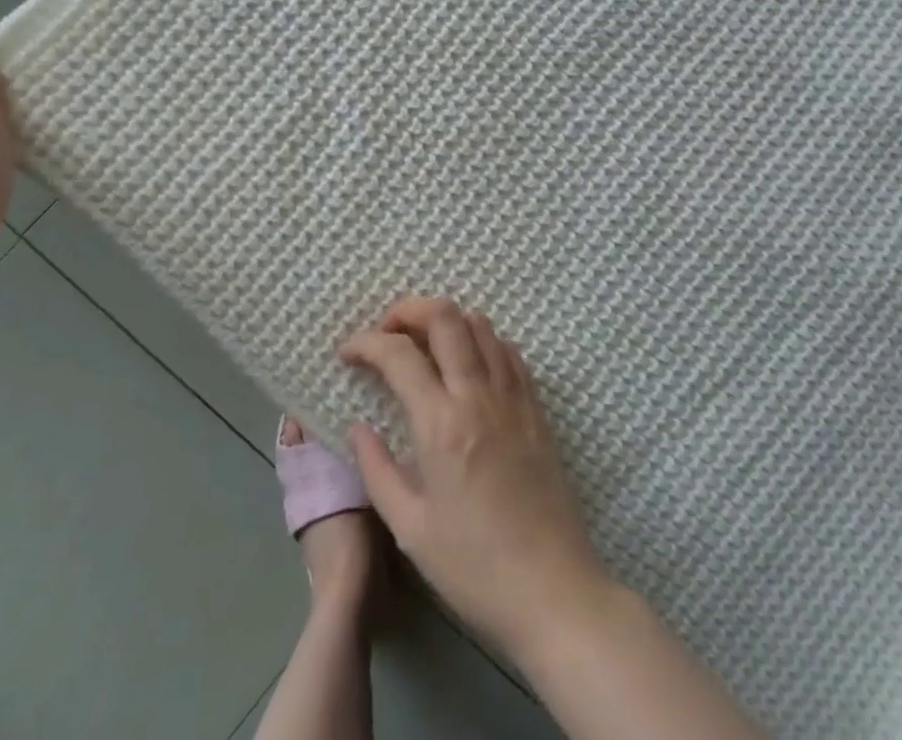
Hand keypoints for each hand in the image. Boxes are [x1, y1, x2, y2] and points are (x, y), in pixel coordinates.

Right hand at [342, 298, 613, 660]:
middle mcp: (478, 395)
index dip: (366, 342)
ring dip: (446, 321)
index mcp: (442, 424)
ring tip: (424, 346)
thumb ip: (377, 470)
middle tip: (386, 332)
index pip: (398, 354)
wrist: (553, 592)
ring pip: (479, 324)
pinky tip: (468, 366)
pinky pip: (507, 350)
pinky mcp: (536, 407)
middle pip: (445, 316)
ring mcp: (513, 396)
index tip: (348, 353)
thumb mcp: (410, 529)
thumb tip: (357, 428)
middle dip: (408, 310)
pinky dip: (481, 340)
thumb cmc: (474, 568)